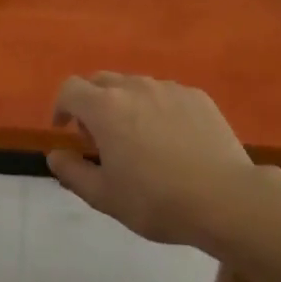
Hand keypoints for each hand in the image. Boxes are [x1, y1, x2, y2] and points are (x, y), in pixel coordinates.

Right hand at [48, 74, 276, 247]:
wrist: (225, 199)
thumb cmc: (157, 201)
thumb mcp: (104, 197)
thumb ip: (72, 172)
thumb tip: (55, 154)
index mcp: (105, 108)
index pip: (70, 89)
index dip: (61, 106)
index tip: (65, 129)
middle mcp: (134, 87)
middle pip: (101, 81)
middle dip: (91, 103)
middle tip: (100, 138)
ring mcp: (168, 88)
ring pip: (135, 86)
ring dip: (125, 104)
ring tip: (138, 139)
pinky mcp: (197, 96)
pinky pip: (165, 94)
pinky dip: (157, 108)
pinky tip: (171, 140)